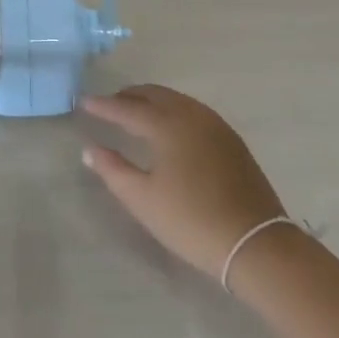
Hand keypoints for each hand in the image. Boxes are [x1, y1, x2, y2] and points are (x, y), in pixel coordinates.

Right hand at [81, 85, 286, 278]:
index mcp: (166, 125)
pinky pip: (193, 110)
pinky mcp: (231, 139)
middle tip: (109, 103)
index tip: (83, 101)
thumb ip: (113, 170)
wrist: (255, 242)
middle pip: (154, 95)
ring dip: (152, 100)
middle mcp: (191, 115)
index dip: (103, 105)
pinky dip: (173, 109)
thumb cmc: (191, 221)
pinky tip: (169, 126)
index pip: (127, 108)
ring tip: (135, 111)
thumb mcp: (143, 200)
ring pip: (176, 99)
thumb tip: (90, 149)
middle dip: (129, 96)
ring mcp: (215, 124)